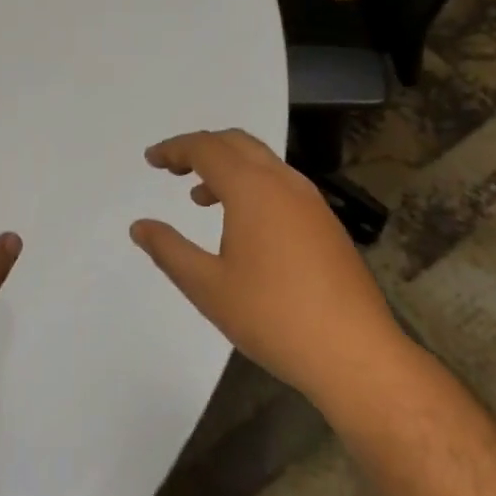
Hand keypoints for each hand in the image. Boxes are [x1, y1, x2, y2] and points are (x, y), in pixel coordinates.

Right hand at [130, 129, 401, 412]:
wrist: (355, 352)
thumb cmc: (274, 317)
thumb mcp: (208, 287)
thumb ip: (169, 250)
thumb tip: (140, 226)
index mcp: (252, 188)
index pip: (206, 148)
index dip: (175, 148)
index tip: (151, 160)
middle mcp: (283, 182)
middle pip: (236, 142)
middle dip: (201, 148)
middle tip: (173, 169)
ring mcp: (310, 200)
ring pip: (261, 161)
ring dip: (227, 166)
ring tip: (200, 198)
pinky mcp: (325, 221)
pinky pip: (280, 183)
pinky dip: (251, 184)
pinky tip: (242, 224)